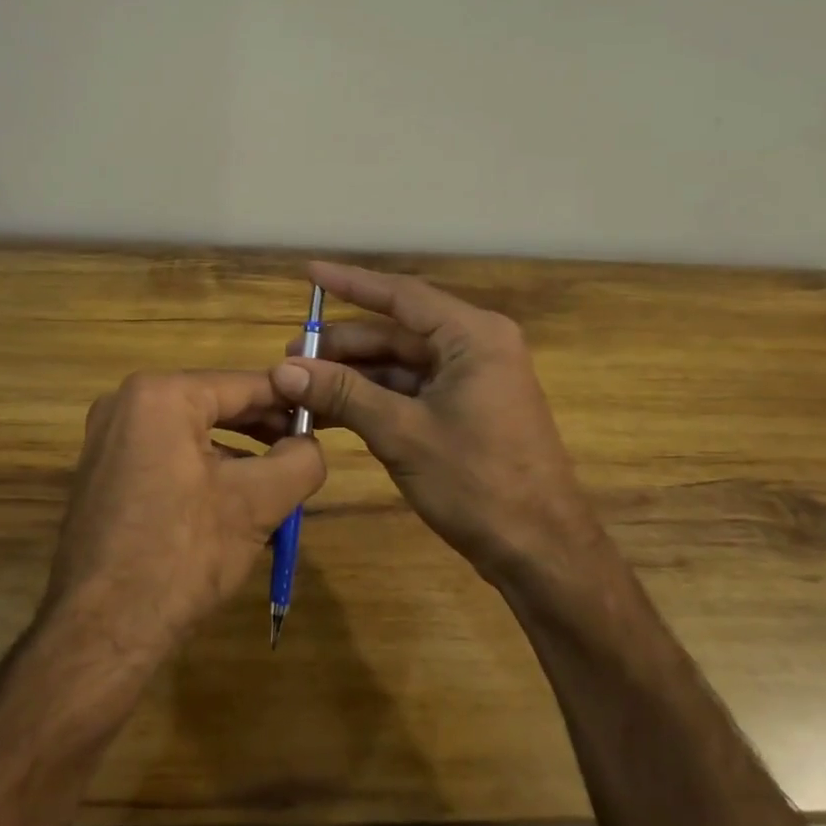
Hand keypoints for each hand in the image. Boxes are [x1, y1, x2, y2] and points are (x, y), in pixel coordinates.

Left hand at [42, 371, 324, 663]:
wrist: (101, 631)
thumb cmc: (182, 555)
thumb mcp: (257, 503)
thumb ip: (300, 460)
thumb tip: (311, 444)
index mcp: (160, 395)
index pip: (243, 385)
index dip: (289, 401)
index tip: (323, 416)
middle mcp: (125, 402)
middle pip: (215, 405)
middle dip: (263, 429)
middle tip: (304, 450)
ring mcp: (106, 438)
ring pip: (191, 432)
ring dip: (236, 453)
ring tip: (275, 481)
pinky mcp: (101, 471)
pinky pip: (165, 453)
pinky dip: (202, 468)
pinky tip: (230, 501)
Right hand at [269, 262, 589, 582]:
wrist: (540, 552)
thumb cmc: (478, 482)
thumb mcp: (402, 433)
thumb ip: (344, 393)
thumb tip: (284, 369)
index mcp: (473, 336)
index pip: (402, 295)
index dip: (351, 283)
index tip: (310, 272)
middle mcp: (475, 347)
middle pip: (397, 332)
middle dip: (344, 345)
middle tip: (292, 356)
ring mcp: (471, 381)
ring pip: (400, 365)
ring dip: (353, 376)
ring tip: (301, 387)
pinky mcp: (465, 411)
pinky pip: (410, 392)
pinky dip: (372, 399)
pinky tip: (331, 411)